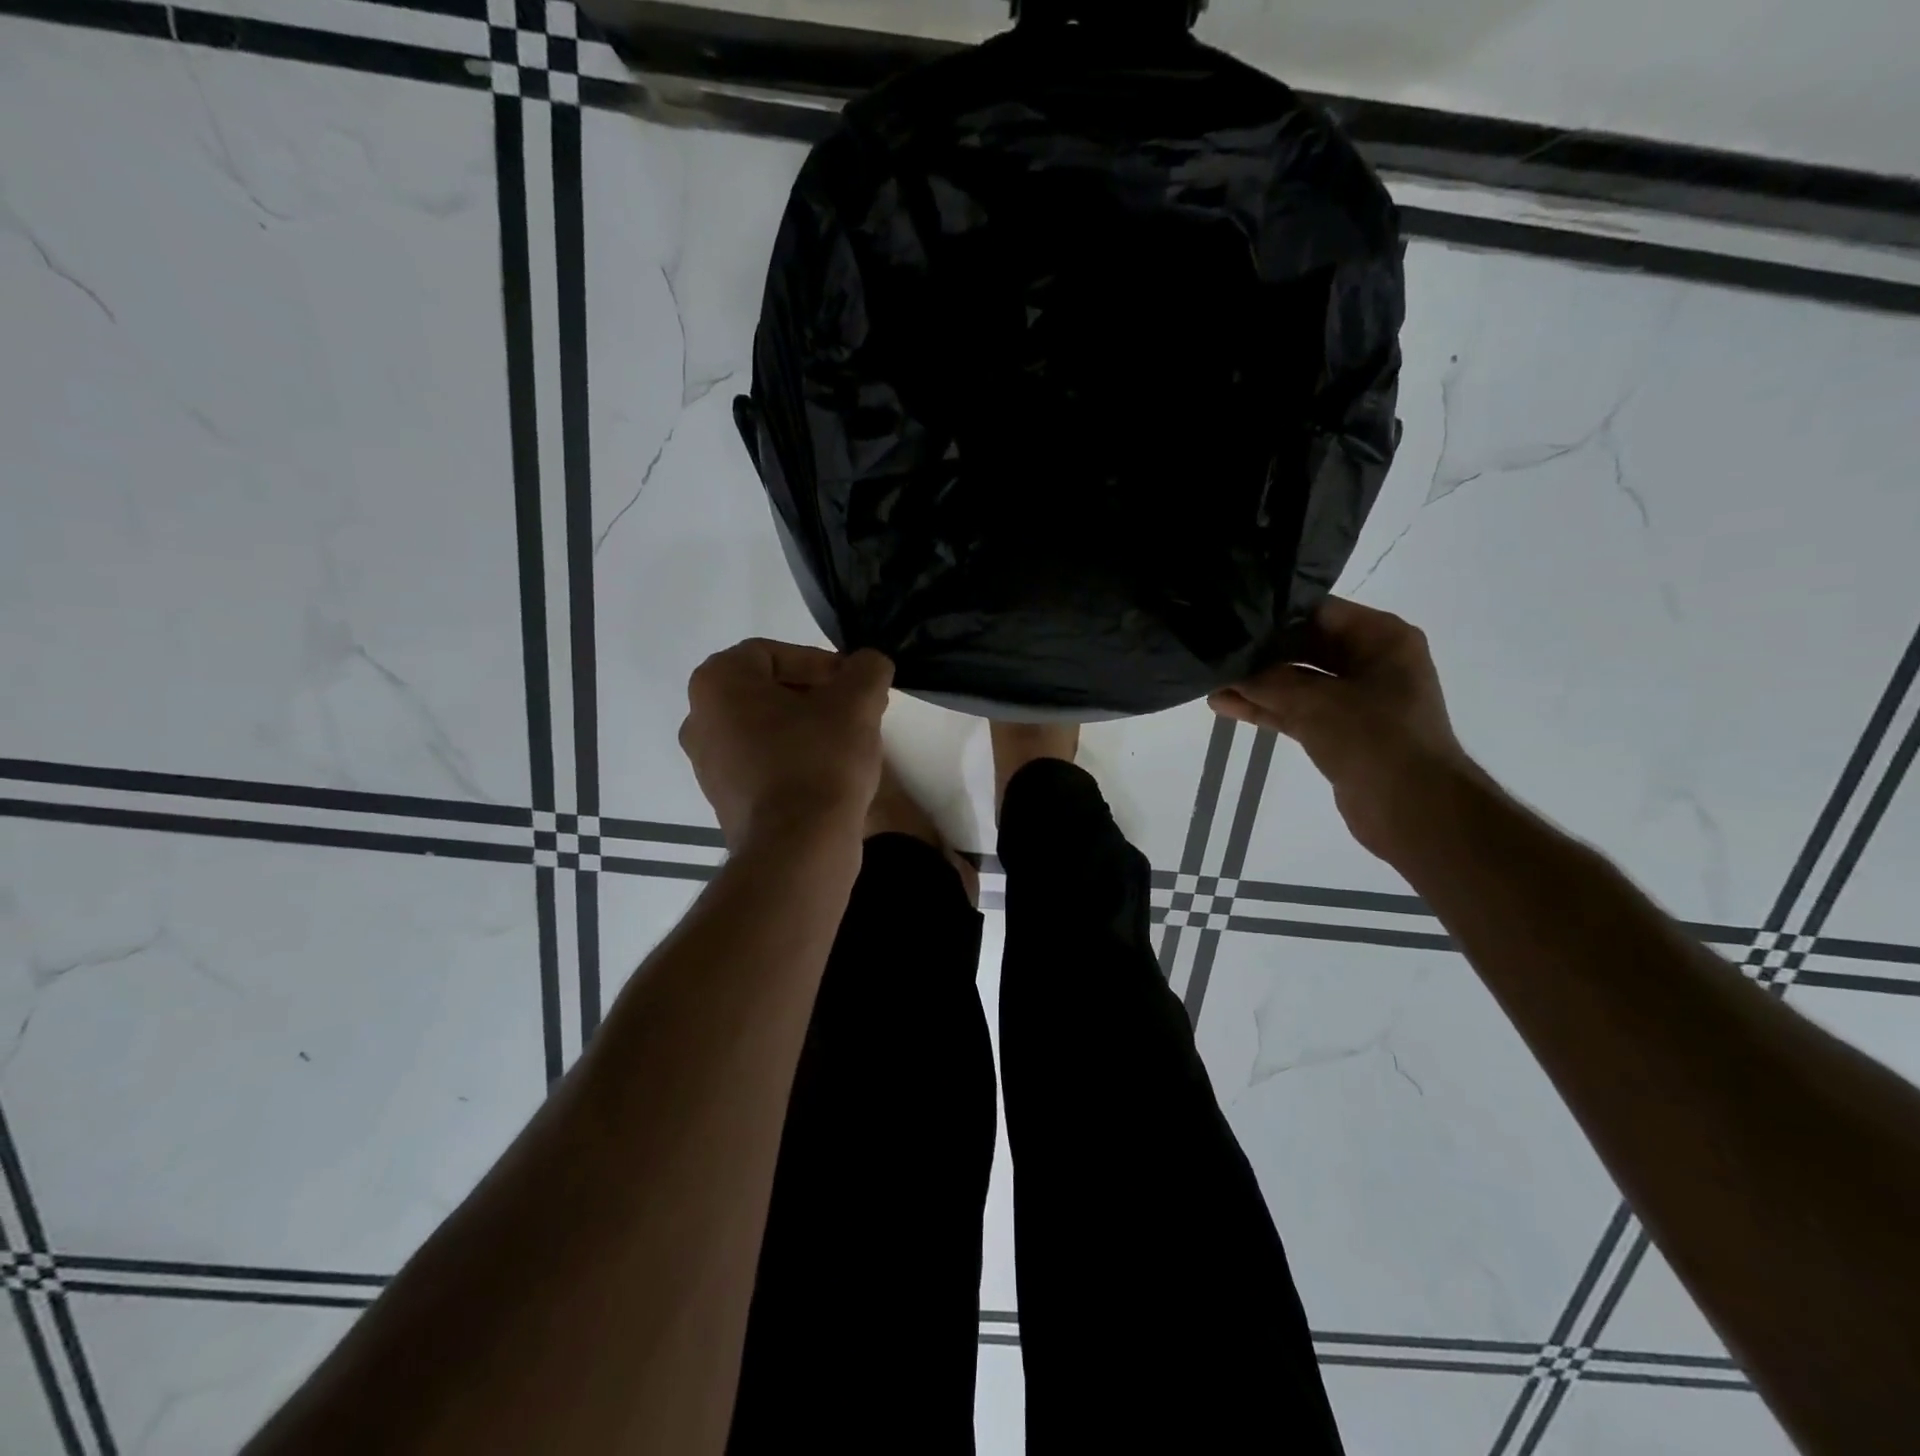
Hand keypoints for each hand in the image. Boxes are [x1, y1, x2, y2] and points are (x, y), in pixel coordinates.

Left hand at [680, 640, 893, 848]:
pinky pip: (762, 764)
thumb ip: (867, 669)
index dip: (819, 662)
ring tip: (847, 742)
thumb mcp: (857, 702)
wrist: (797, 849)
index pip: (772, 653)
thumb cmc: (819, 760)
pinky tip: (829, 774)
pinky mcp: (725, 800)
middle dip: (815, 694)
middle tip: (855, 709)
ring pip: (765, 728)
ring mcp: (708, 765)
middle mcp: (699, 719)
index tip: (853, 683)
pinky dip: (793, 759)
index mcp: (717, 684)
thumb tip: (869, 664)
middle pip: (766, 691)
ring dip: (806, 727)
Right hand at [1210, 597, 1480, 859]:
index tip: (1229, 617)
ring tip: (1210, 680)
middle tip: (1214, 648)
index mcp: (1381, 637)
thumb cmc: (1374, 739)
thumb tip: (1226, 670)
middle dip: (1260, 652)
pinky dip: (1265, 709)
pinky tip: (1224, 705)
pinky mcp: (1339, 730)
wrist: (1413, 809)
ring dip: (1257, 684)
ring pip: (1296, 682)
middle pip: (1305, 646)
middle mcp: (1370, 661)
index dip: (1272, 614)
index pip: (1317, 611)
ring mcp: (1355, 698)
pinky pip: (1296, 710)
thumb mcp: (1314, 701)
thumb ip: (1266, 681)